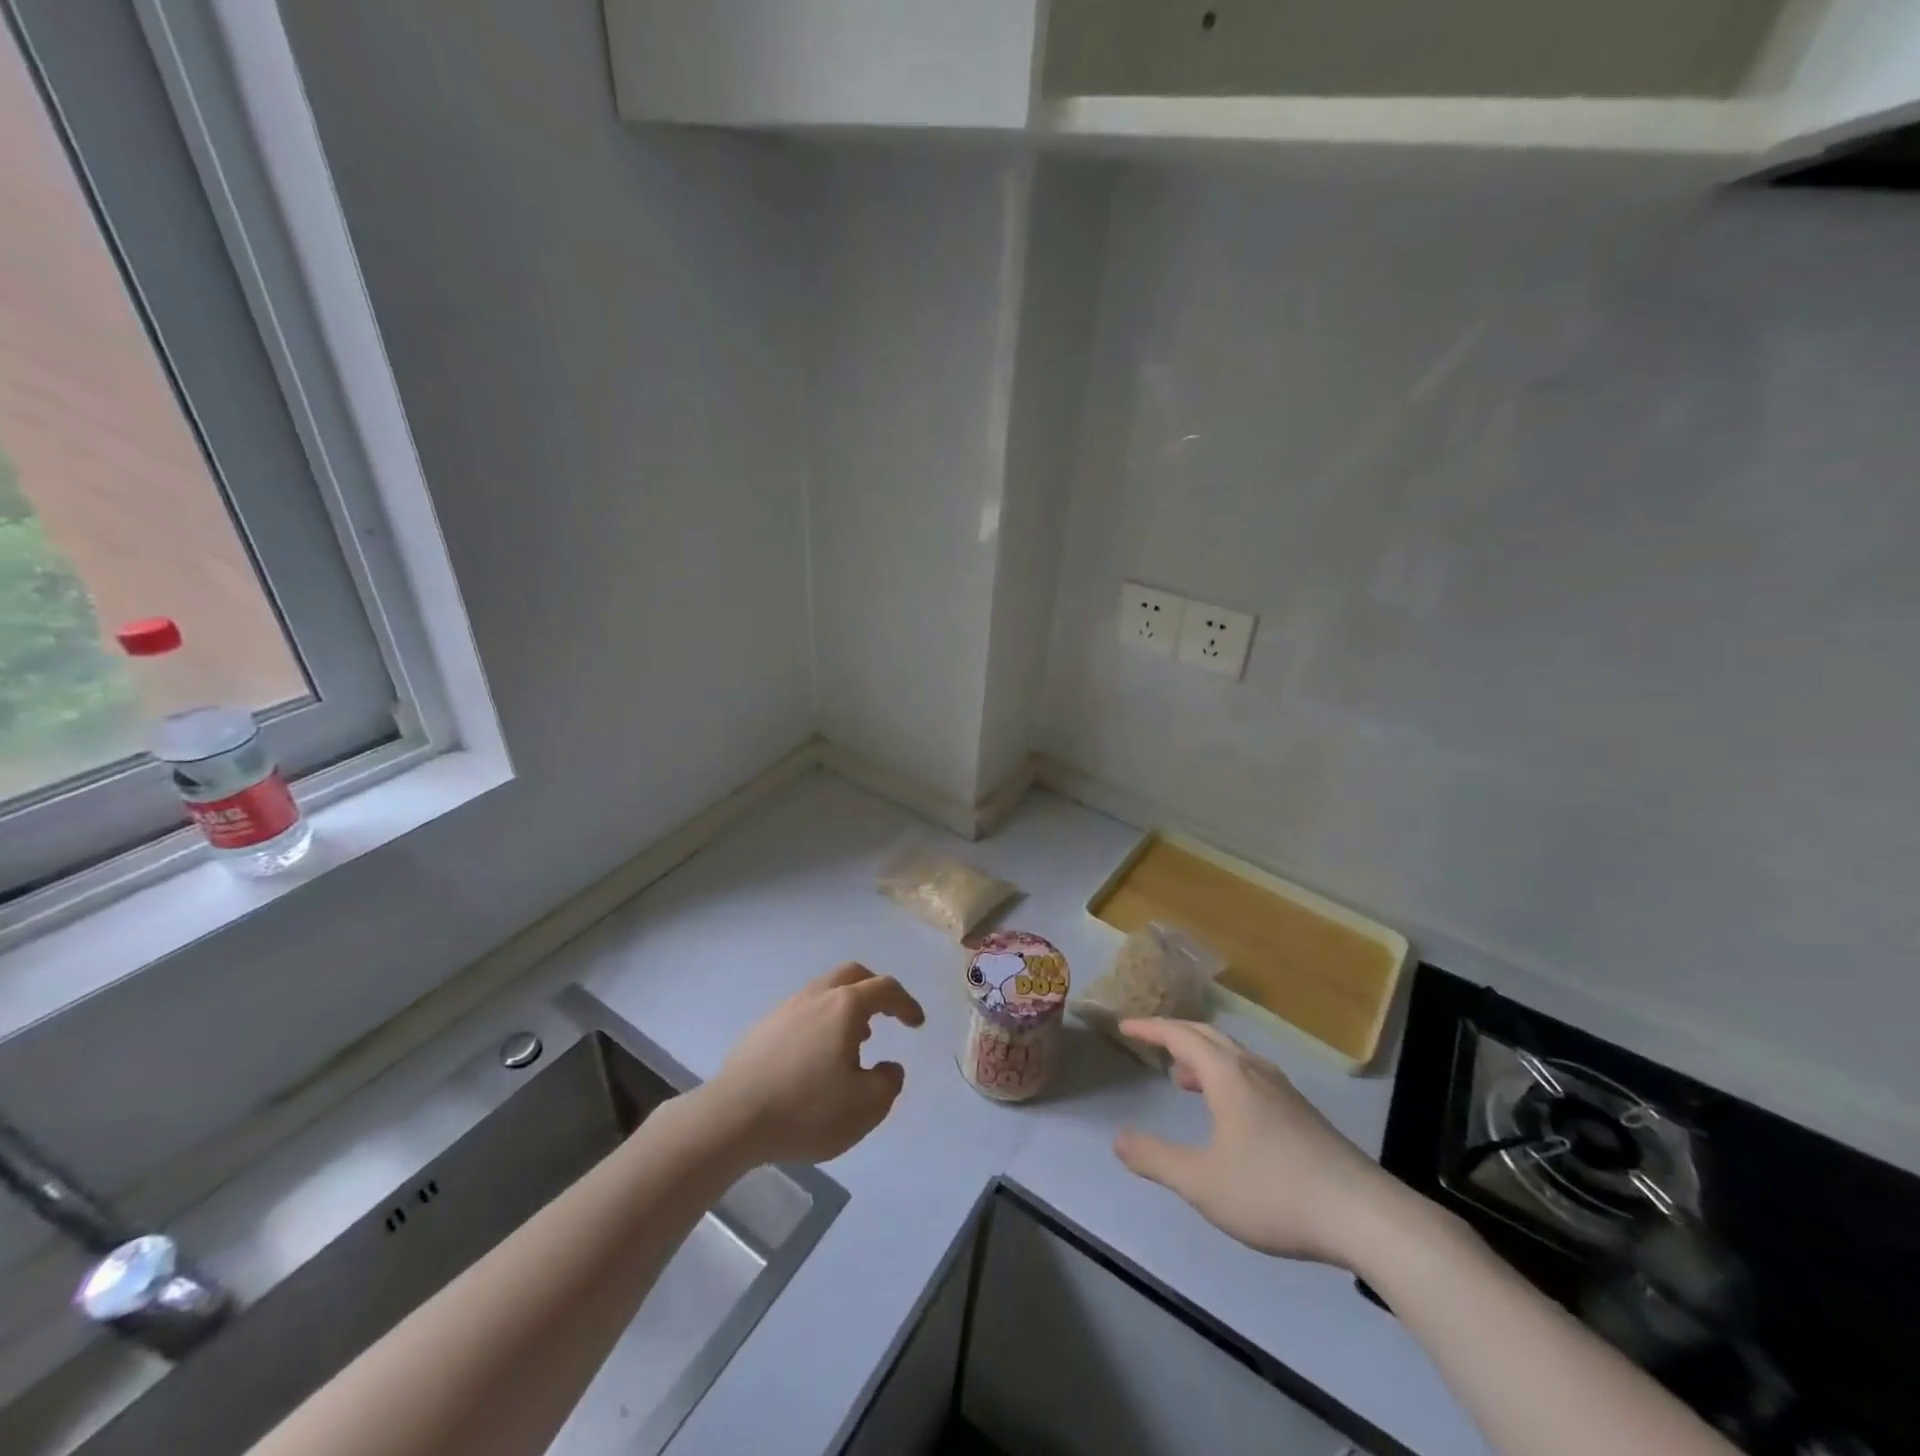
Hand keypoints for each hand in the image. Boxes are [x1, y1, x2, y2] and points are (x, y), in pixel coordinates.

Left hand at [701, 962, 925, 1165]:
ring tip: (852, 1043)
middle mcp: (815, 997)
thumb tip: (888, 1068)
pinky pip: (802, 1012)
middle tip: (885, 1015)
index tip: (916, 1024)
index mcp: (845, 1007)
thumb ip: (888, 1083)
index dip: (906, 1003)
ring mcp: (784, 1009)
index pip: (885, 988)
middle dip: (874, 990)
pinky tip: (815, 1058)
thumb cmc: (806, 1109)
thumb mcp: (865, 1107)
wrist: (731, 1120)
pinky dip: (820, 1022)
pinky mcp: (761, 1029)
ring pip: (823, 992)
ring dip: (845, 1007)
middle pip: (851, 975)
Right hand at [1112, 1020, 1396, 1266]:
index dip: (1149, 1027)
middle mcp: (1254, 1072)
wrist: (1365, 1217)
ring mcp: (1283, 1092)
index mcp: (1228, 1076)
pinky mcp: (1303, 1115)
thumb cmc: (1274, 1192)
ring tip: (1182, 1077)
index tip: (1124, 1025)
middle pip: (1209, 1036)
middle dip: (1176, 1033)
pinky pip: (1252, 1076)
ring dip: (1202, 1057)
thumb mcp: (1202, 1183)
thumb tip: (1119, 1139)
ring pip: (1234, 1056)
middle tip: (1150, 1040)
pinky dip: (1226, 1077)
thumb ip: (1156, 1159)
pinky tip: (1230, 1112)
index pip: (1180, 1035)